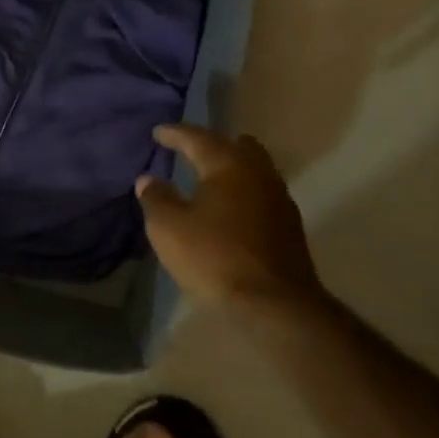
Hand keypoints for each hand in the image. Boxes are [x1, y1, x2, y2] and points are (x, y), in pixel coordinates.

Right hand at [136, 124, 320, 310]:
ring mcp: (279, 199)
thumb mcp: (169, 228)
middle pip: (237, 146)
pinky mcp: (289, 227)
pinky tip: (230, 208)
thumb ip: (157, 198)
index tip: (158, 132)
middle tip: (191, 149)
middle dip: (212, 144)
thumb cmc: (215, 257)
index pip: (198, 138)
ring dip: (232, 169)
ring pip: (254, 170)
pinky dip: (243, 192)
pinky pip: (261, 194)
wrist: (275, 305)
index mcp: (228, 165)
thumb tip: (148, 180)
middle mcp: (258, 173)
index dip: (175, 133)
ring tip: (210, 178)